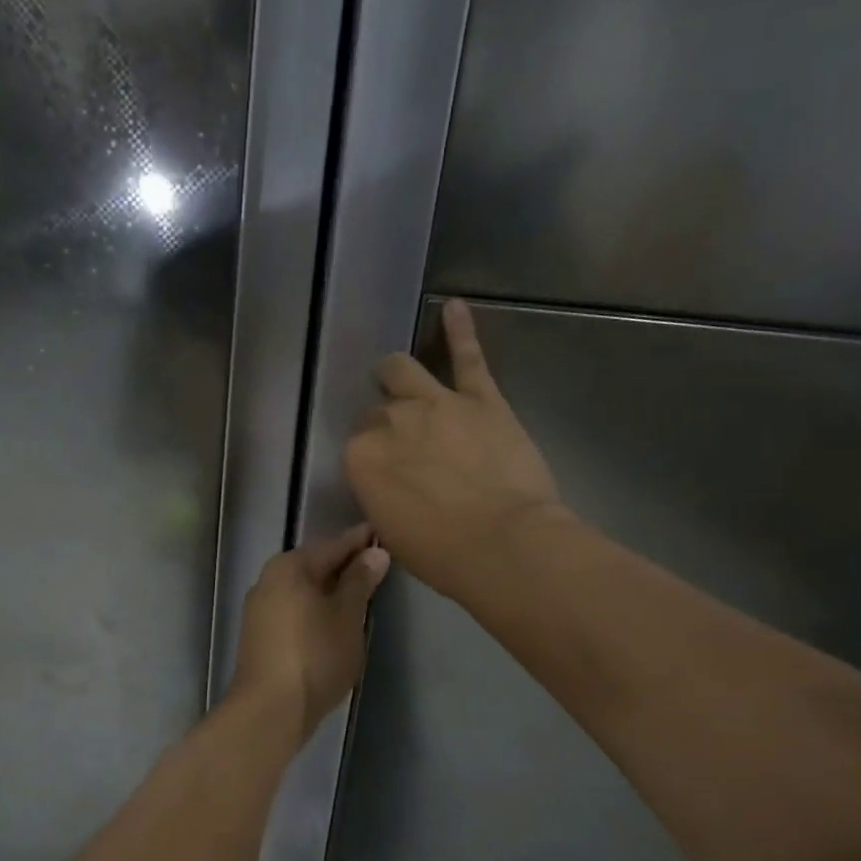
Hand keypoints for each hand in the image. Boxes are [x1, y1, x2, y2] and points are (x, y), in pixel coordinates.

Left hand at [230, 525, 389, 738]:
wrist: (269, 710)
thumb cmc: (315, 655)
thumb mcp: (347, 616)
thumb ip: (360, 581)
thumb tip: (375, 552)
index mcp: (290, 567)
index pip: (333, 544)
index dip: (360, 541)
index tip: (384, 533)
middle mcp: (269, 579)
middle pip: (315, 564)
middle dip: (345, 564)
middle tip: (378, 563)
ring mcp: (260, 608)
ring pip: (303, 588)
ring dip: (330, 588)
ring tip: (361, 592)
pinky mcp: (259, 635)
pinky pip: (295, 608)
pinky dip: (316, 608)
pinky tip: (334, 619)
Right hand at [343, 299, 563, 601]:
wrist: (502, 544)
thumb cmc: (442, 554)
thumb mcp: (393, 534)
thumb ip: (384, 497)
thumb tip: (391, 487)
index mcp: (361, 458)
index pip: (358, 447)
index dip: (373, 459)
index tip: (387, 475)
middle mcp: (390, 421)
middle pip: (379, 410)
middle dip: (386, 423)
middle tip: (403, 443)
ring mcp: (436, 403)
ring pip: (403, 370)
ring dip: (397, 374)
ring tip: (397, 375)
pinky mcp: (480, 398)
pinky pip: (468, 356)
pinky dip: (461, 329)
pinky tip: (456, 306)